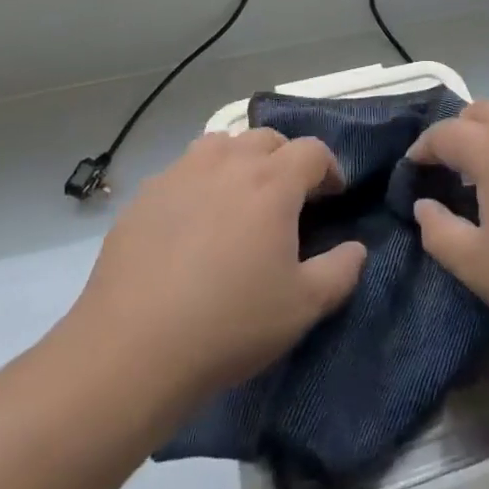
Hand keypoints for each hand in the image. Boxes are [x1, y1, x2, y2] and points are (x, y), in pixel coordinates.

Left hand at [66, 130, 366, 403]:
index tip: (332, 195)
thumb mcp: (301, 308)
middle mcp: (228, 163)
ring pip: (222, 144)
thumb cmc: (228, 325)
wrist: (131, 350)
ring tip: (239, 198)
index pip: (312, 150)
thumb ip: (340, 271)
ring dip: (240, 160)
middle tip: (288, 198)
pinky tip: (193, 223)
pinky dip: (199, 182)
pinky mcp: (146, 195)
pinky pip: (183, 170)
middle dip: (286, 160)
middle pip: (267, 139)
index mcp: (272, 182)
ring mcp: (182, 173)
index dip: (329, 168)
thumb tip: (356, 248)